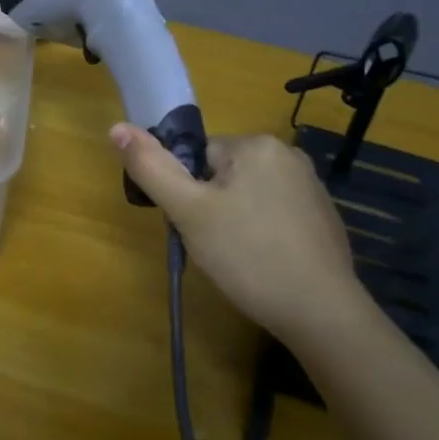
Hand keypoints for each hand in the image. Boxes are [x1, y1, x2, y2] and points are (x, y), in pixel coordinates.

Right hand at [111, 126, 371, 340]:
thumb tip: (115, 127)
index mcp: (256, 144)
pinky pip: (275, 215)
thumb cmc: (248, 256)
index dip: (186, 192)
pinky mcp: (323, 217)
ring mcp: (311, 186)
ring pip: (247, 196)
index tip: (193, 225)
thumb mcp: (188, 212)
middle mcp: (288, 154)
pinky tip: (264, 264)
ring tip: (238, 259)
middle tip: (214, 246)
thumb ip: (151, 168)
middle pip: (222, 174)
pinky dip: (263, 235)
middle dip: (210, 207)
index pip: (197, 156)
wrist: (322, 312)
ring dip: (235, 221)